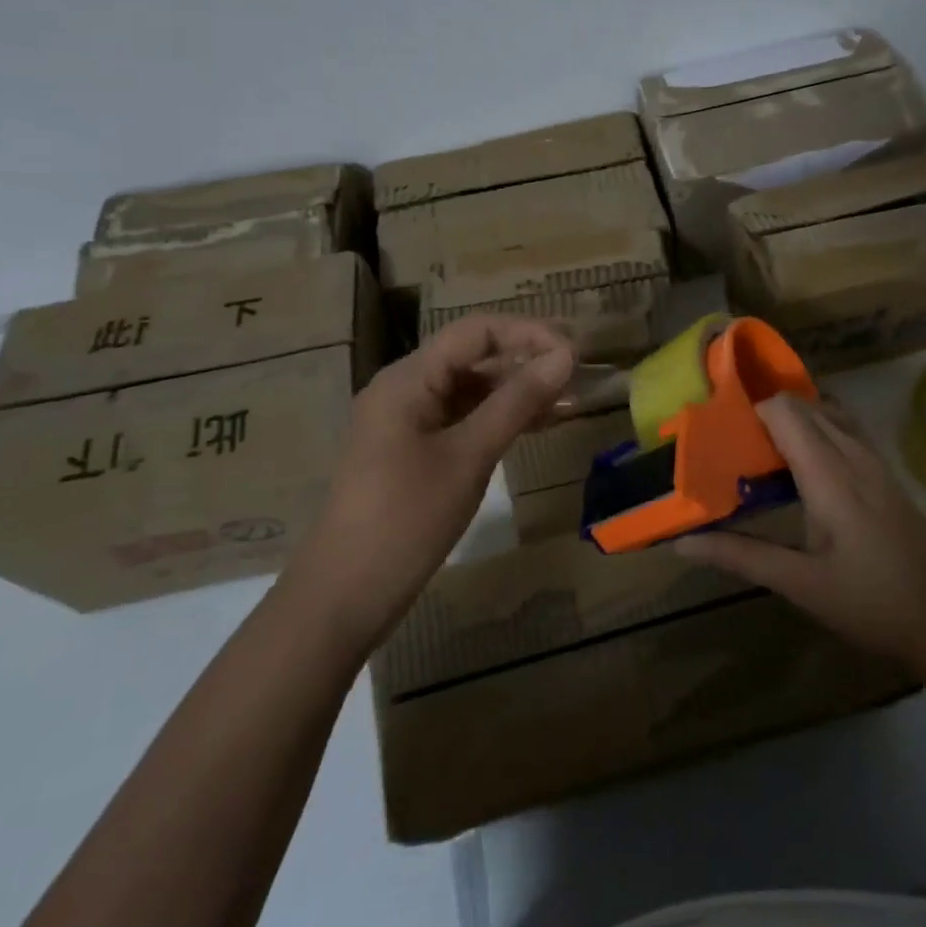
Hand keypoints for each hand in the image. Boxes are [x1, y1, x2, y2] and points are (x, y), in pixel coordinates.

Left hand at [286, 315, 574, 652]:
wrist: (347, 594)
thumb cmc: (407, 518)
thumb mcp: (469, 455)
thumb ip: (517, 402)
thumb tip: (565, 356)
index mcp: (408, 378)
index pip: (475, 331)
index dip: (527, 333)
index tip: (573, 351)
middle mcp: (406, 388)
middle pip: (473, 357)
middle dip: (526, 361)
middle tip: (579, 376)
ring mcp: (408, 421)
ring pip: (471, 389)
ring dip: (517, 392)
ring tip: (569, 401)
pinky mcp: (414, 450)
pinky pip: (463, 419)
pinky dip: (499, 419)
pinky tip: (538, 425)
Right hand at [674, 392, 925, 678]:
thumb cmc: (871, 604)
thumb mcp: (800, 584)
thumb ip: (741, 556)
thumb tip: (682, 542)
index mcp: (830, 474)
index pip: (784, 410)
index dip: (749, 412)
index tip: (720, 435)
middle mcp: (854, 455)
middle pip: (803, 405)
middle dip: (764, 414)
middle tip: (731, 446)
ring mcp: (875, 461)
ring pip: (827, 413)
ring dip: (792, 420)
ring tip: (759, 452)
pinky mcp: (885, 473)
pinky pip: (844, 428)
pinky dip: (815, 429)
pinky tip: (800, 466)